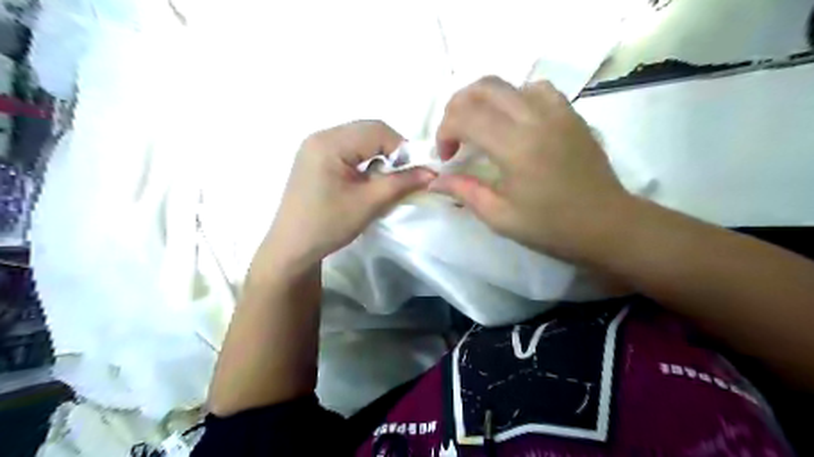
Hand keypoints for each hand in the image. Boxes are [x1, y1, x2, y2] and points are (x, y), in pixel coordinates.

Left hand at [253, 119, 435, 276]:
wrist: (291, 247)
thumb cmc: (328, 225)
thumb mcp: (369, 203)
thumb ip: (401, 183)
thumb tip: (432, 172)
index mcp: (330, 142)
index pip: (377, 130)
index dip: (401, 148)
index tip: (412, 173)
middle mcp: (320, 136)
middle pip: (367, 130)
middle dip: (390, 151)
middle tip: (399, 178)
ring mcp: (314, 146)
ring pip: (359, 139)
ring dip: (378, 156)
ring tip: (382, 181)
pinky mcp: (314, 158)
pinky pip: (348, 149)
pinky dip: (364, 160)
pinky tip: (364, 180)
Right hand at [432, 75, 627, 260]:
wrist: (606, 224)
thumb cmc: (551, 227)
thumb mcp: (500, 217)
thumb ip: (464, 191)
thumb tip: (434, 180)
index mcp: (516, 146)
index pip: (465, 116)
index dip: (445, 131)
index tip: (447, 157)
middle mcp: (536, 118)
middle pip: (484, 87)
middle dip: (457, 107)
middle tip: (454, 136)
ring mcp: (557, 111)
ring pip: (509, 84)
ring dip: (485, 101)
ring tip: (480, 127)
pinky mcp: (571, 114)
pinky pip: (536, 89)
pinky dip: (515, 98)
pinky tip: (514, 122)